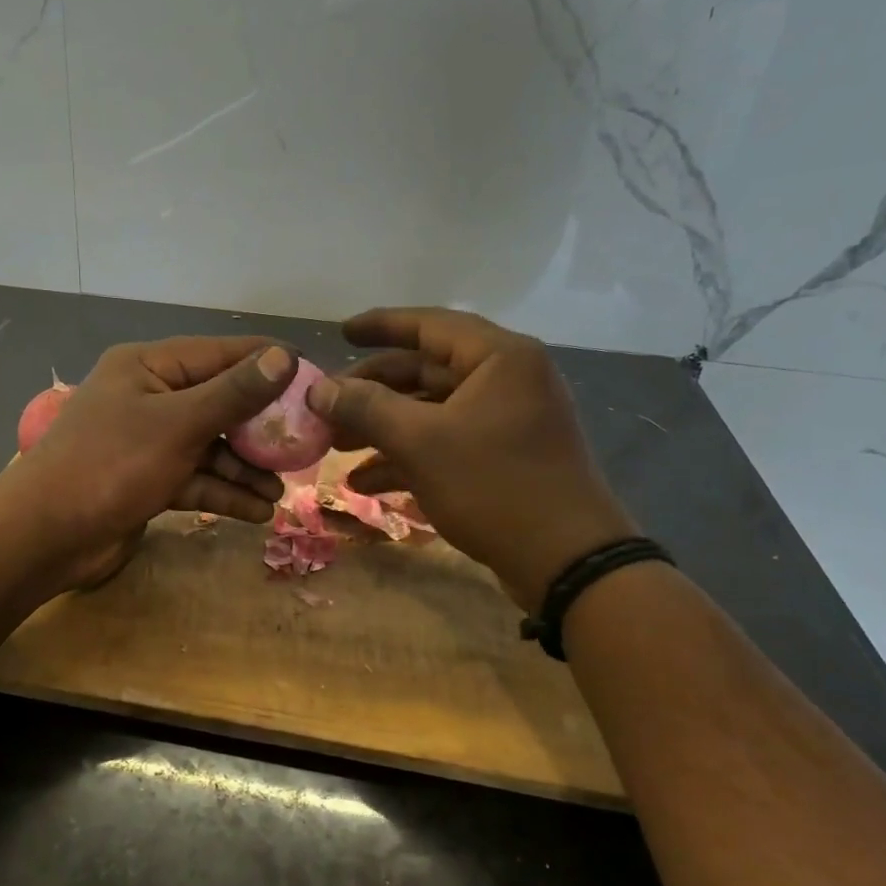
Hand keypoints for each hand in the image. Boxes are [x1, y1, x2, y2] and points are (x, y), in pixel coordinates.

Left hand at [0, 337, 295, 589]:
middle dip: (259, 428)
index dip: (267, 364)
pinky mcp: (147, 480)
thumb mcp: (178, 424)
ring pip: (210, 446)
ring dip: (244, 469)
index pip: (220, 354)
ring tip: (280, 492)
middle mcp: (149, 397)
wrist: (44, 536)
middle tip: (303, 445)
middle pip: (218, 403)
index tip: (313, 378)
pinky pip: (195, 477)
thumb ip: (234, 393)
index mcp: (149, 367)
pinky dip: (222, 492)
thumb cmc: (110, 465)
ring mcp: (147, 441)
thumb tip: (284, 356)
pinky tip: (257, 513)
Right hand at [305, 307, 634, 608]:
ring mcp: (507, 421)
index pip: (429, 325)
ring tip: (337, 448)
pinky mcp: (503, 457)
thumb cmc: (494, 486)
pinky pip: (446, 442)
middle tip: (327, 407)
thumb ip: (366, 408)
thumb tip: (319, 388)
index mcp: (499, 358)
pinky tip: (366, 482)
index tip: (340, 334)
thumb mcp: (421, 443)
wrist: (566, 561)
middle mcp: (507, 380)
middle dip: (372, 391)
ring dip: (383, 428)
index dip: (380, 326)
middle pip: (425, 371)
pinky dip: (407, 456)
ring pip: (431, 411)